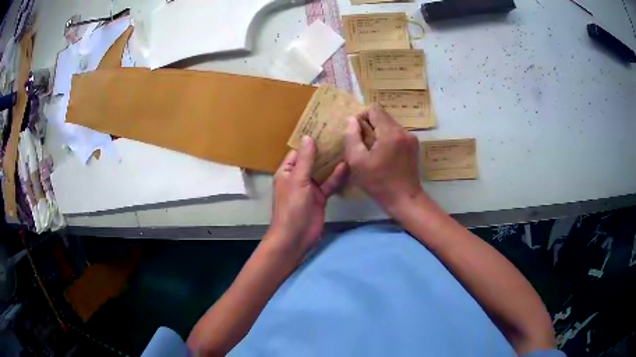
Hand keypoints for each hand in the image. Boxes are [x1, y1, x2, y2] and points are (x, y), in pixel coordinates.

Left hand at [268, 136, 347, 255]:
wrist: (296, 236)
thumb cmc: (292, 206)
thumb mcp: (298, 180)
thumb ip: (305, 159)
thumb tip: (307, 137)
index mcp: (287, 171)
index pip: (298, 152)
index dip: (309, 141)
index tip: (323, 129)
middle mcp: (298, 177)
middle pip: (312, 160)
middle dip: (323, 150)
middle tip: (339, 134)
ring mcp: (310, 188)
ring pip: (322, 171)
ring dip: (332, 162)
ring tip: (346, 146)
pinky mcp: (320, 198)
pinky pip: (329, 184)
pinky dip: (337, 177)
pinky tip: (347, 167)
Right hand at [344, 104, 423, 212]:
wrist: (404, 199)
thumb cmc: (379, 183)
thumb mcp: (357, 161)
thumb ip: (351, 137)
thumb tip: (351, 120)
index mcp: (391, 133)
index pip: (374, 109)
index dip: (361, 116)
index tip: (355, 133)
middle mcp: (403, 131)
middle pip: (382, 116)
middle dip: (369, 126)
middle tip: (361, 144)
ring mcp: (411, 138)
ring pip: (389, 125)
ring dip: (378, 133)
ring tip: (371, 151)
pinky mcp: (413, 146)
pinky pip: (396, 134)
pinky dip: (386, 139)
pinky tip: (383, 155)